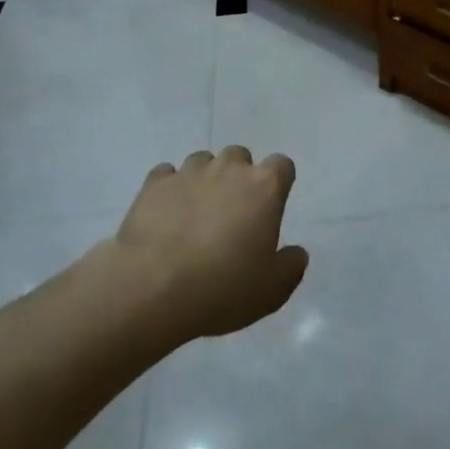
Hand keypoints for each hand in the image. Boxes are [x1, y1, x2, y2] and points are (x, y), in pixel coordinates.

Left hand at [110, 146, 308, 341]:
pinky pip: (167, 175)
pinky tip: (166, 216)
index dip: (278, 183)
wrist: (152, 287)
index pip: (281, 166)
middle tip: (231, 215)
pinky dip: (170, 189)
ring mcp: (189, 171)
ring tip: (195, 215)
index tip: (270, 208)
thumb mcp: (272, 291)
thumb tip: (296, 253)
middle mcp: (228, 168)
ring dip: (204, 180)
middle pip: (240, 157)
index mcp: (263, 188)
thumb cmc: (222, 287)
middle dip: (238, 178)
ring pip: (203, 161)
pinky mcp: (155, 183)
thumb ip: (291, 266)